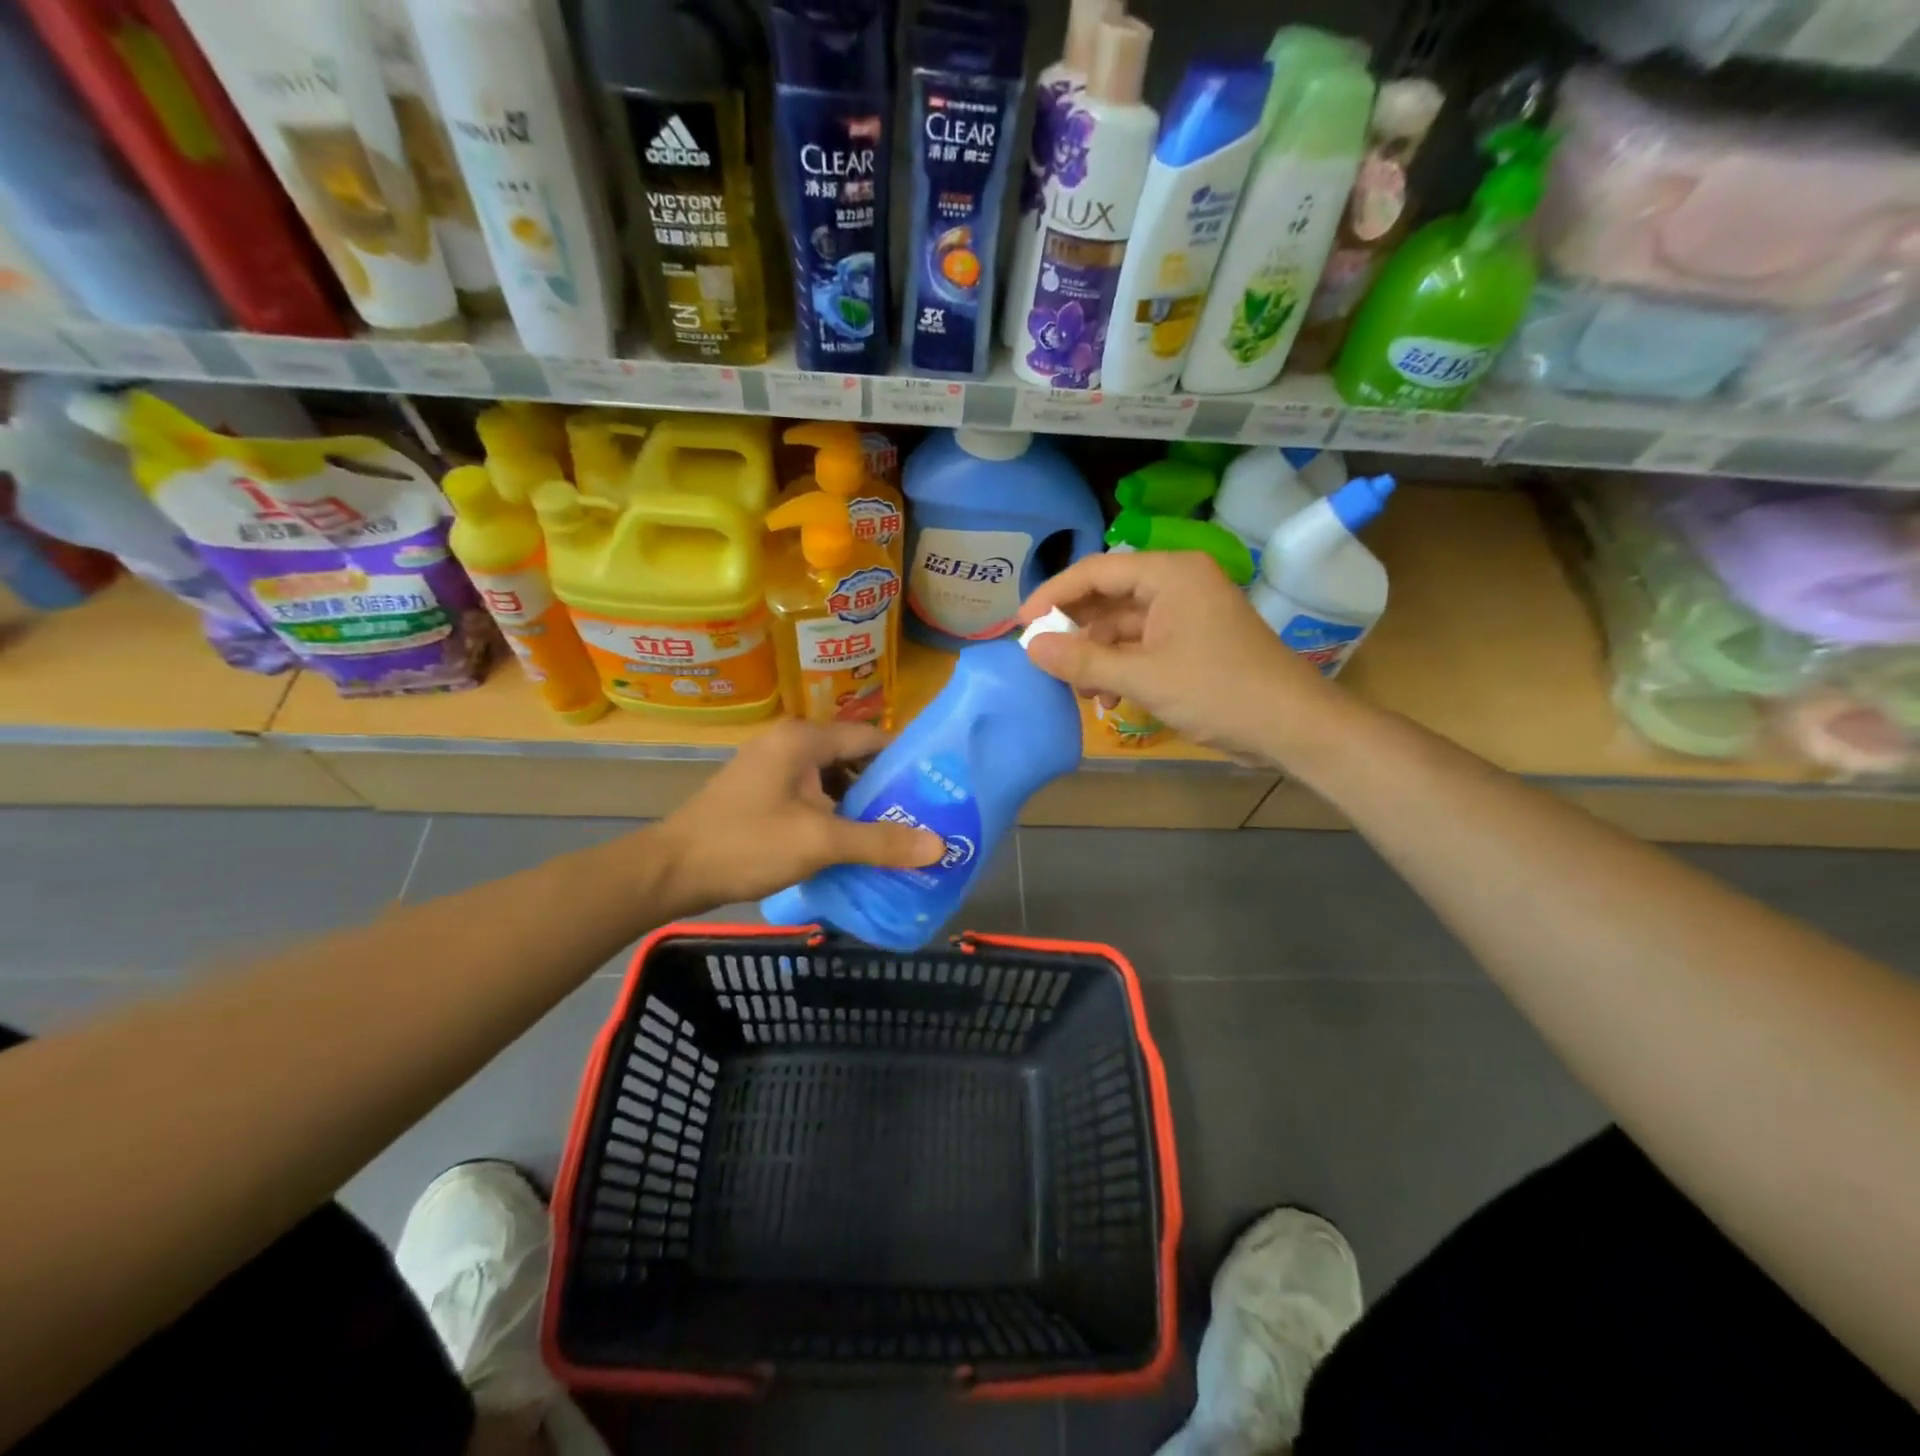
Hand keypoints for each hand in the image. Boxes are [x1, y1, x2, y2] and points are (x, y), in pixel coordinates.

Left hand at [656, 719, 943, 911]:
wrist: (671, 871)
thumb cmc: (746, 845)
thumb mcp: (819, 842)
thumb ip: (880, 841)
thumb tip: (939, 845)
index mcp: (804, 739)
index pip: (872, 737)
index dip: (907, 762)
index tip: (937, 789)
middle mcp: (790, 742)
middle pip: (853, 757)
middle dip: (885, 788)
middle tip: (922, 816)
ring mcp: (772, 766)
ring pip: (832, 778)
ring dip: (860, 804)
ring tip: (895, 833)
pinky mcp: (762, 790)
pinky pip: (811, 793)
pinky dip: (834, 813)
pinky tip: (852, 842)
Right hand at [1017, 551, 1338, 762]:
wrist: (1292, 726)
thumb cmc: (1219, 691)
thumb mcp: (1144, 677)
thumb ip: (1083, 661)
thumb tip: (1030, 647)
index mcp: (1170, 574)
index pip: (1096, 571)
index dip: (1054, 595)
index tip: (1021, 625)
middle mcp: (1177, 583)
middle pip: (1108, 597)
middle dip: (1076, 632)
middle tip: (1046, 662)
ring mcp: (1186, 613)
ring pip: (1122, 626)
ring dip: (1097, 657)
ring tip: (1082, 691)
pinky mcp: (1192, 641)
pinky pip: (1142, 645)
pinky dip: (1121, 668)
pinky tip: (1110, 699)